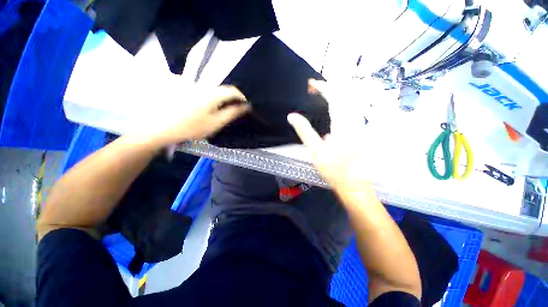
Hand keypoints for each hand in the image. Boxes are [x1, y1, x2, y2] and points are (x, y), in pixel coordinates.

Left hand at [145, 85, 249, 146]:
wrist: (160, 128)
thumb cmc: (192, 127)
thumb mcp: (216, 122)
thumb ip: (232, 113)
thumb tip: (245, 106)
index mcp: (212, 94)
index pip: (233, 90)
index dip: (241, 97)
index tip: (245, 105)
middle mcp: (203, 87)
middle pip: (223, 89)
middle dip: (231, 98)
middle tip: (234, 110)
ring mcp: (193, 88)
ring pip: (213, 90)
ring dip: (221, 99)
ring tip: (222, 110)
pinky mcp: (185, 91)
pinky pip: (204, 92)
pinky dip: (211, 99)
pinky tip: (208, 108)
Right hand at [287, 80, 371, 196]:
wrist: (354, 184)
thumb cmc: (333, 169)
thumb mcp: (315, 151)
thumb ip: (304, 131)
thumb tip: (292, 116)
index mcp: (343, 125)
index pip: (335, 98)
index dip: (323, 88)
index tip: (311, 84)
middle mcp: (355, 121)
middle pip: (346, 96)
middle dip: (331, 87)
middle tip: (316, 89)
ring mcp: (360, 126)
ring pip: (351, 102)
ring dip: (337, 94)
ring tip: (323, 95)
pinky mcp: (361, 131)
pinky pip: (353, 111)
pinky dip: (342, 104)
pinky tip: (333, 110)